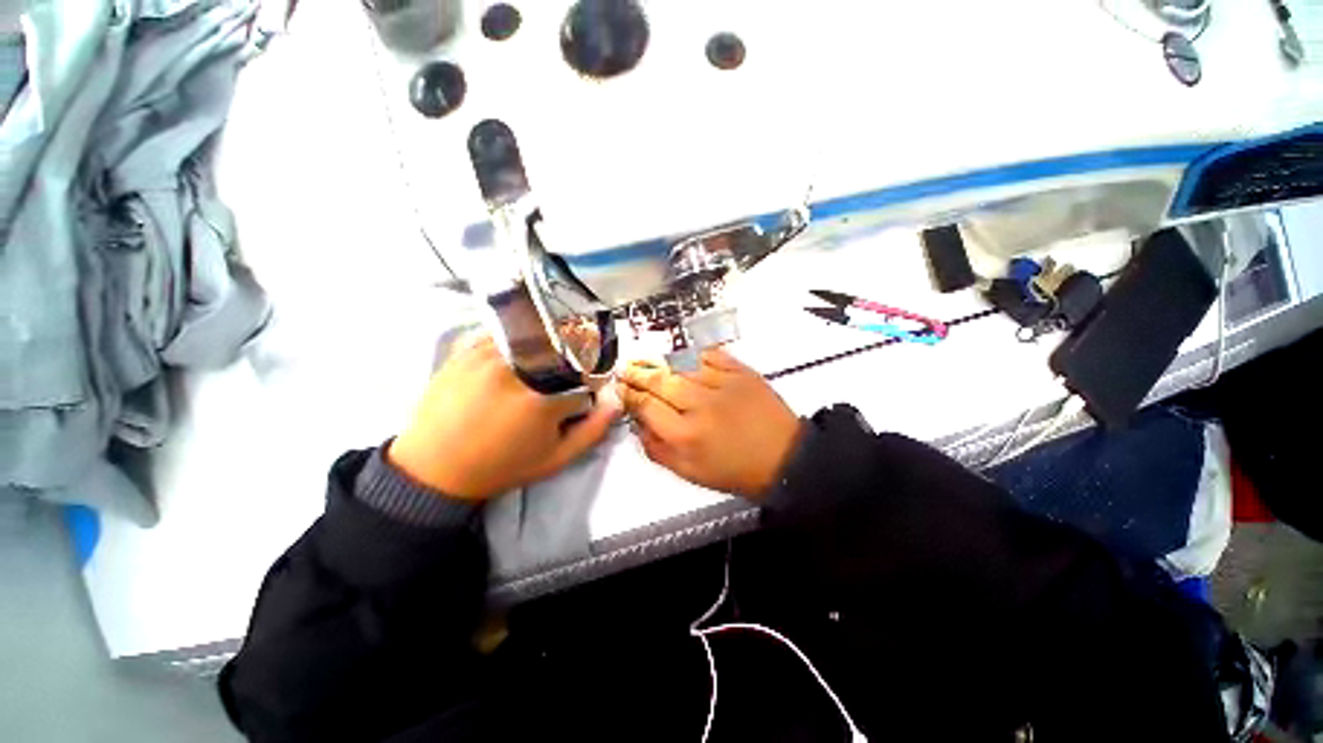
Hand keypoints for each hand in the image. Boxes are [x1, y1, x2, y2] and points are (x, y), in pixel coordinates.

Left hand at [389, 336, 619, 499]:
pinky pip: (504, 331)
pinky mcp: (466, 350)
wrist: (435, 468)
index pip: (586, 376)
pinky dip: (518, 338)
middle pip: (563, 345)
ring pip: (534, 332)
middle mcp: (516, 370)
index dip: (593, 383)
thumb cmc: (502, 466)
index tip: (589, 390)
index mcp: (542, 400)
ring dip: (548, 342)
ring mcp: (488, 355)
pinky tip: (516, 354)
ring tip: (543, 362)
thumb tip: (616, 401)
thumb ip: (593, 430)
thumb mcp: (556, 459)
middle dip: (576, 354)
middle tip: (569, 371)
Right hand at [616, 348, 801, 498]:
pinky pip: (709, 354)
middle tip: (625, 367)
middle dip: (637, 373)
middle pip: (659, 381)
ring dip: (658, 360)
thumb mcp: (689, 472)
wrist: (783, 458)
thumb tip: (638, 423)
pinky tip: (679, 354)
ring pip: (680, 364)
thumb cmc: (734, 470)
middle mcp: (700, 406)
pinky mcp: (741, 371)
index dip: (629, 395)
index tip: (619, 388)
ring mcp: (722, 384)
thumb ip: (657, 449)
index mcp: (685, 435)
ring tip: (645, 358)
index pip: (646, 406)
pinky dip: (690, 352)